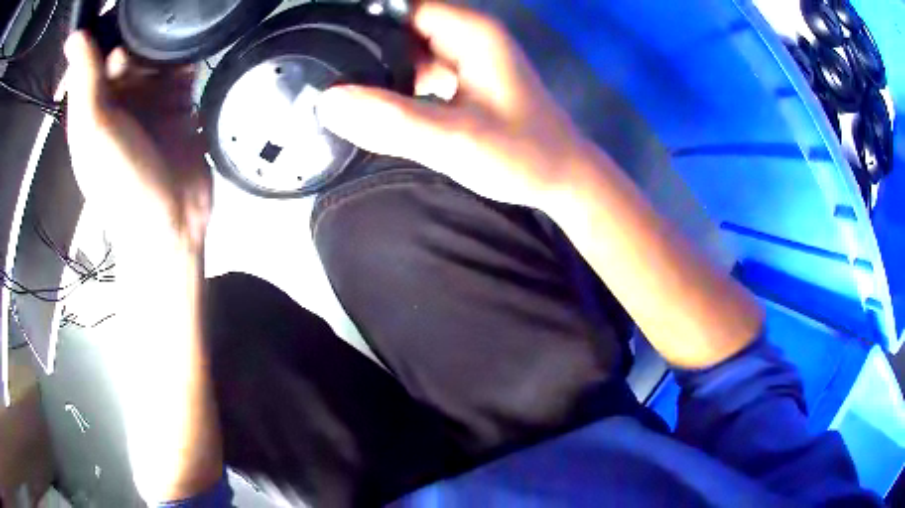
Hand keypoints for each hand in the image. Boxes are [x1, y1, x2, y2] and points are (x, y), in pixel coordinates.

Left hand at [64, 33, 210, 252]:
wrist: (169, 225)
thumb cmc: (122, 184)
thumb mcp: (94, 131)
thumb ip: (85, 81)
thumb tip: (75, 36)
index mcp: (94, 106)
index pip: (99, 56)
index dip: (112, 33)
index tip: (128, 19)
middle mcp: (120, 100)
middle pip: (132, 50)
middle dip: (145, 34)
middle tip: (161, 25)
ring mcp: (150, 103)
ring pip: (158, 57)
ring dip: (169, 43)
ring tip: (182, 31)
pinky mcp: (178, 108)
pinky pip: (184, 72)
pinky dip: (189, 59)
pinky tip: (195, 51)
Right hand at [316, 2, 593, 208]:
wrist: (563, 178)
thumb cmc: (522, 156)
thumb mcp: (454, 139)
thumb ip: (392, 120)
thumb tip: (329, 102)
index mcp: (470, 32)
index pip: (402, 6)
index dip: (363, 20)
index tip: (325, 41)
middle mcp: (467, 35)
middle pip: (401, 25)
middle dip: (364, 45)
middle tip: (324, 71)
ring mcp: (466, 56)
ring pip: (408, 48)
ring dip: (377, 65)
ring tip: (338, 87)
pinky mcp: (464, 78)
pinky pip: (419, 68)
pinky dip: (395, 81)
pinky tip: (372, 102)